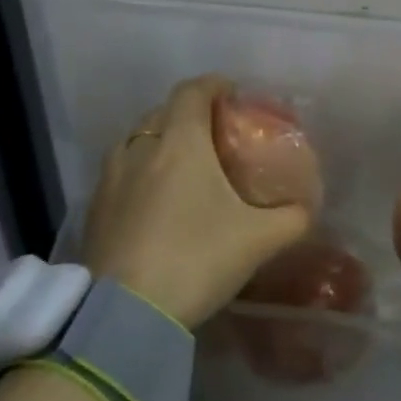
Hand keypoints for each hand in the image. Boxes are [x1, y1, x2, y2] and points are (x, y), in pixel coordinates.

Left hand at [83, 75, 311, 327]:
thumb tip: (308, 208)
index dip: (214, 85)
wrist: (125, 315)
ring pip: (136, 142)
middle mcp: (140, 149)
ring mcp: (110, 179)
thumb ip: (292, 218)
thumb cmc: (197, 258)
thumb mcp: (260, 239)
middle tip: (215, 135)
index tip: (233, 94)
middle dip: (189, 114)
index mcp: (180, 142)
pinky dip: (140, 173)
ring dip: (159, 142)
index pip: (193, 91)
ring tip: (183, 165)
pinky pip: (120, 174)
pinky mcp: (93, 211)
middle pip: (163, 112)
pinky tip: (155, 202)